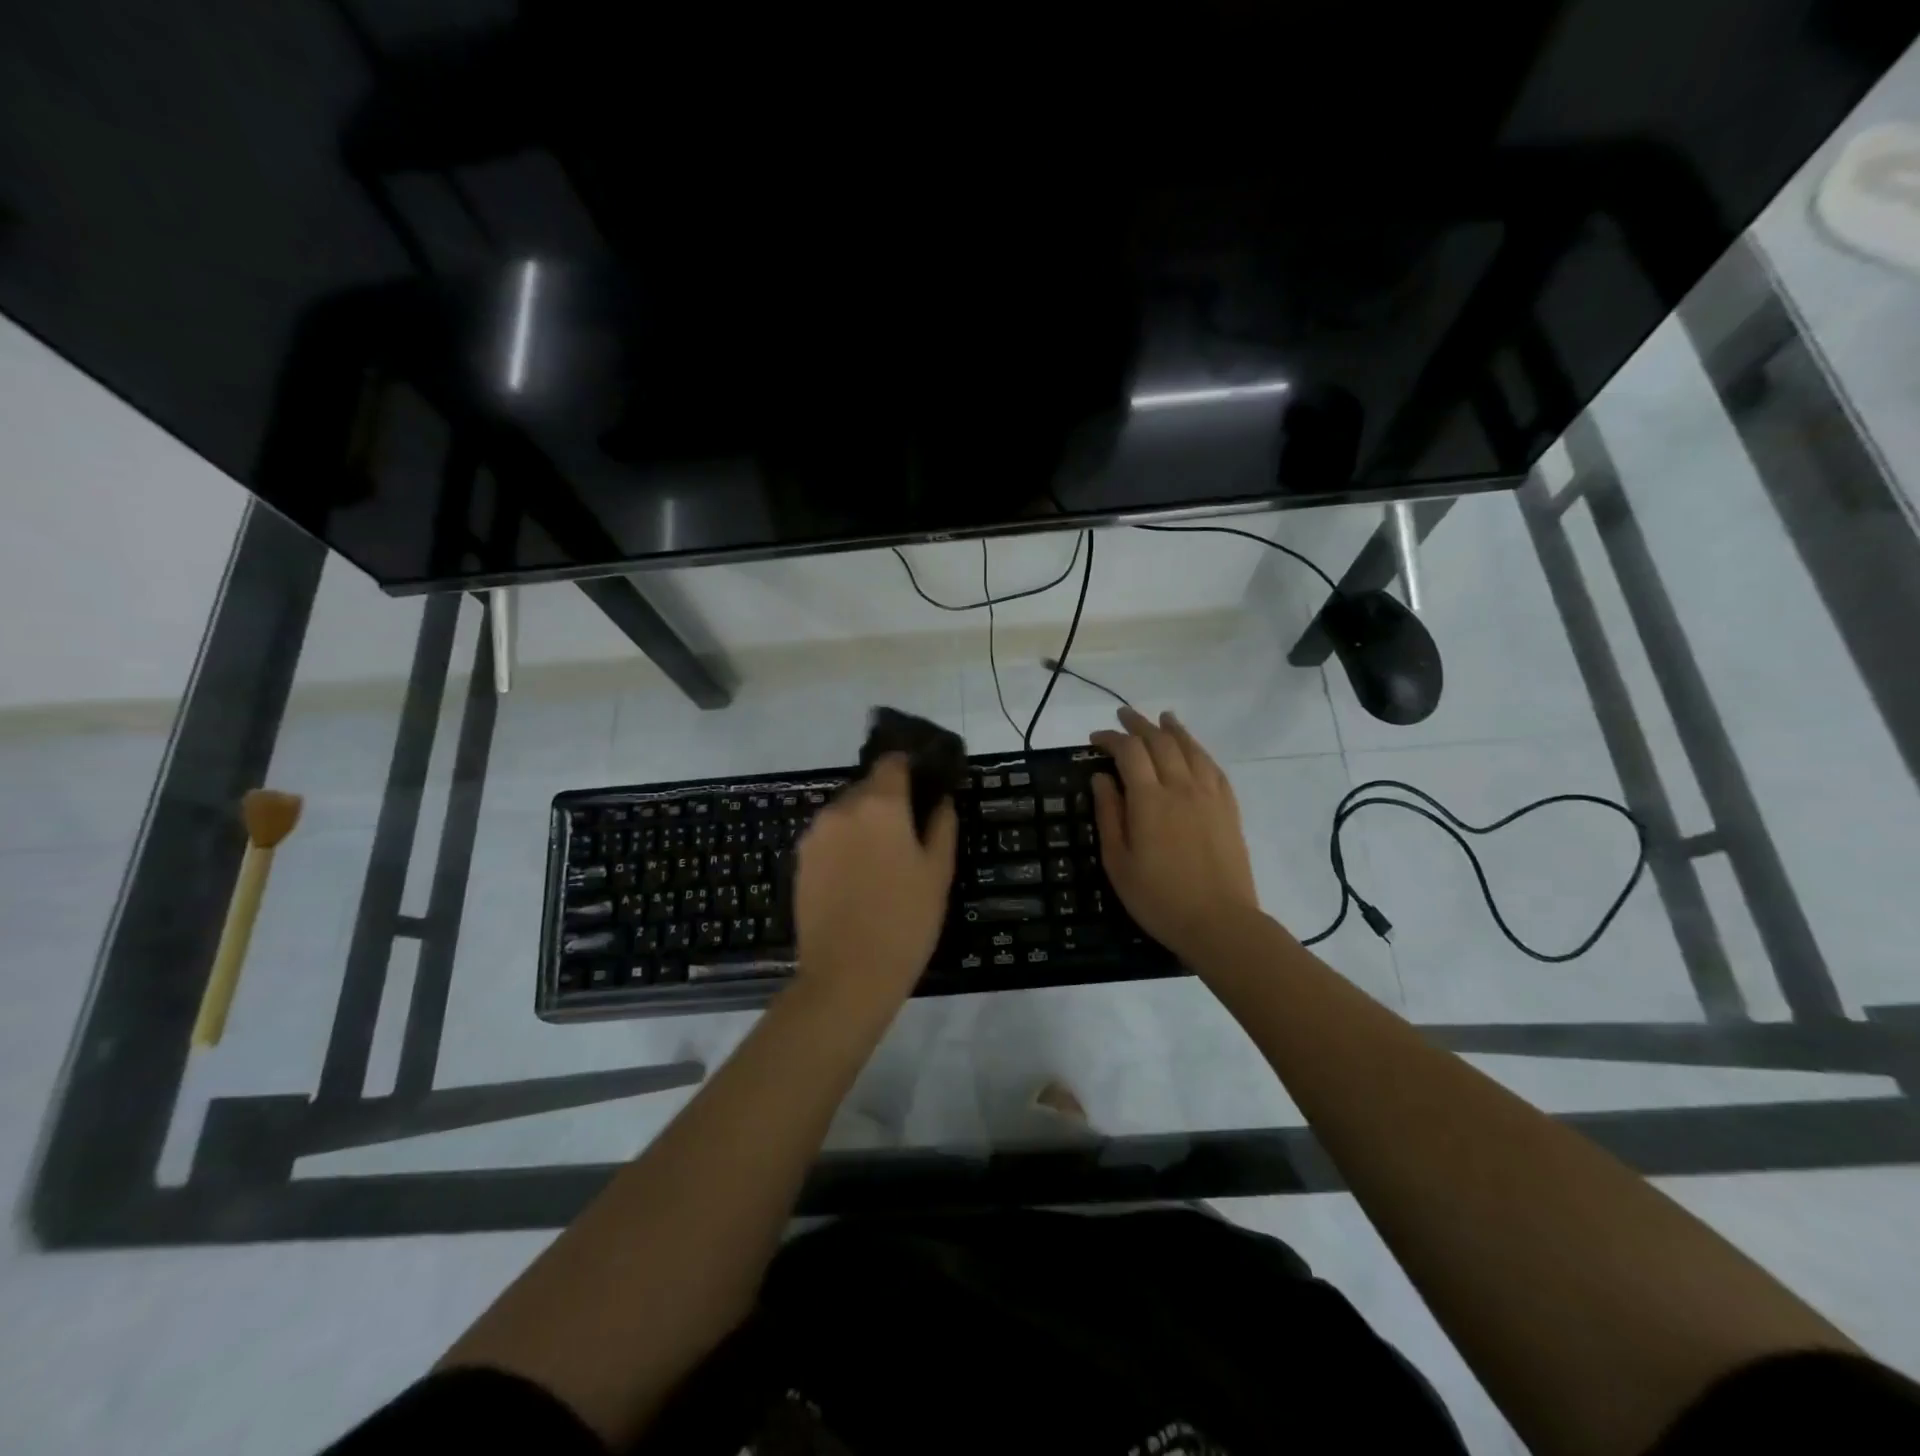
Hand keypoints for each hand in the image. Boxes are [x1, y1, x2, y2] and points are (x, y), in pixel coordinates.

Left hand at [793, 754, 957, 1012]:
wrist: (847, 976)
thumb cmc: (905, 921)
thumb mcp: (938, 873)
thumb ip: (942, 825)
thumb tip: (940, 799)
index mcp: (879, 805)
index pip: (892, 762)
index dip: (909, 768)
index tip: (923, 785)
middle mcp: (841, 808)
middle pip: (867, 787)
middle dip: (887, 801)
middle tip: (908, 834)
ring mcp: (815, 834)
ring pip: (845, 813)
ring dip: (863, 824)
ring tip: (882, 862)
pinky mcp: (800, 860)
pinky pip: (828, 838)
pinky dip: (844, 845)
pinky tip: (857, 879)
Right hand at [1089, 707, 1263, 962]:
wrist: (1219, 923)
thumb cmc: (1158, 898)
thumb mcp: (1118, 862)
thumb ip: (1109, 815)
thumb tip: (1101, 778)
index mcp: (1149, 800)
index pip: (1129, 752)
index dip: (1111, 738)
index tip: (1095, 739)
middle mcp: (1181, 787)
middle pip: (1160, 741)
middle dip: (1139, 725)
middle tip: (1123, 716)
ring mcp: (1210, 795)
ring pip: (1191, 748)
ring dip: (1172, 729)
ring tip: (1161, 718)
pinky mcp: (1229, 808)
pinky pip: (1213, 767)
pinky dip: (1199, 750)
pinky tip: (1193, 750)